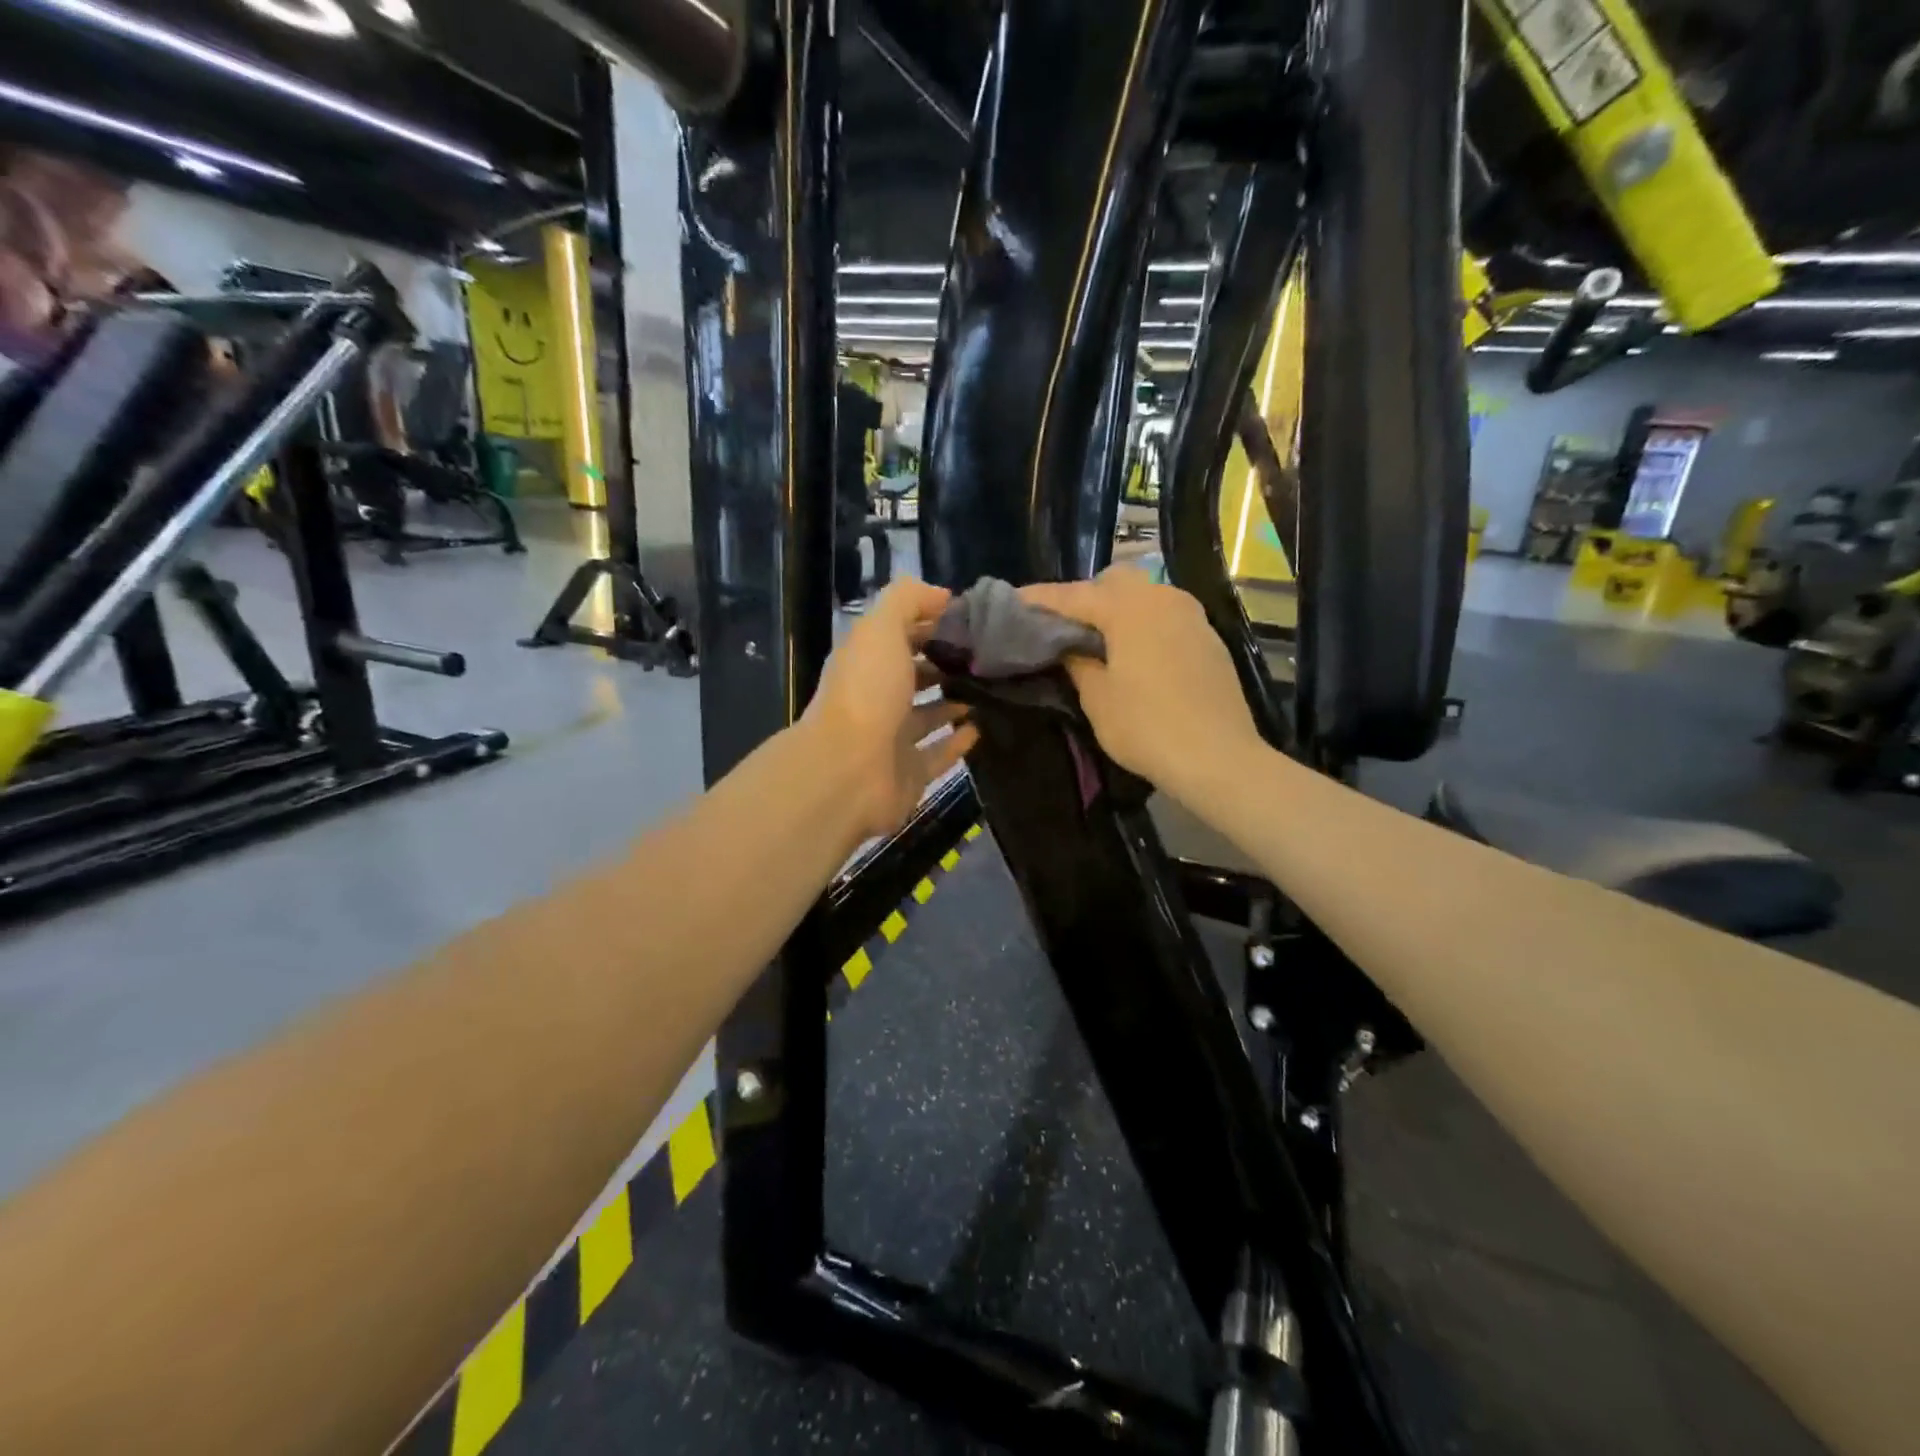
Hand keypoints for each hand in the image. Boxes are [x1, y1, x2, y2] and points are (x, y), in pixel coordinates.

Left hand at [802, 577, 978, 840]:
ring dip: (952, 702)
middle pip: (912, 675)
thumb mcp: (881, 629)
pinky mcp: (908, 773)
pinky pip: (938, 753)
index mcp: (866, 661)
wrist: (849, 771)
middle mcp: (876, 697)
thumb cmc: (867, 693)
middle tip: (987, 656)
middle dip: (943, 663)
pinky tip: (980, 728)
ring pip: (926, 715)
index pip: (899, 634)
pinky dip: (957, 742)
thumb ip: (907, 601)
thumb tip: (941, 596)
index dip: (930, 623)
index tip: (971, 619)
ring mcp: (891, 738)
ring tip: (988, 688)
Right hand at [1020, 567, 1265, 799]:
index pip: (1073, 595)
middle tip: (1063, 627)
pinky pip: (1166, 616)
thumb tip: (1071, 647)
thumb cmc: (1147, 727)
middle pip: (1114, 581)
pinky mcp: (1209, 638)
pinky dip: (1144, 624)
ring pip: (1145, 595)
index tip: (1013, 601)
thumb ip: (1078, 663)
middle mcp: (1162, 598)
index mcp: (1128, 608)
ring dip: (1118, 609)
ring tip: (1097, 639)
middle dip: (1085, 597)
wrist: (1219, 757)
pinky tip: (1134, 653)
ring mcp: (1191, 616)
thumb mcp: (1098, 699)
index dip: (1040, 599)